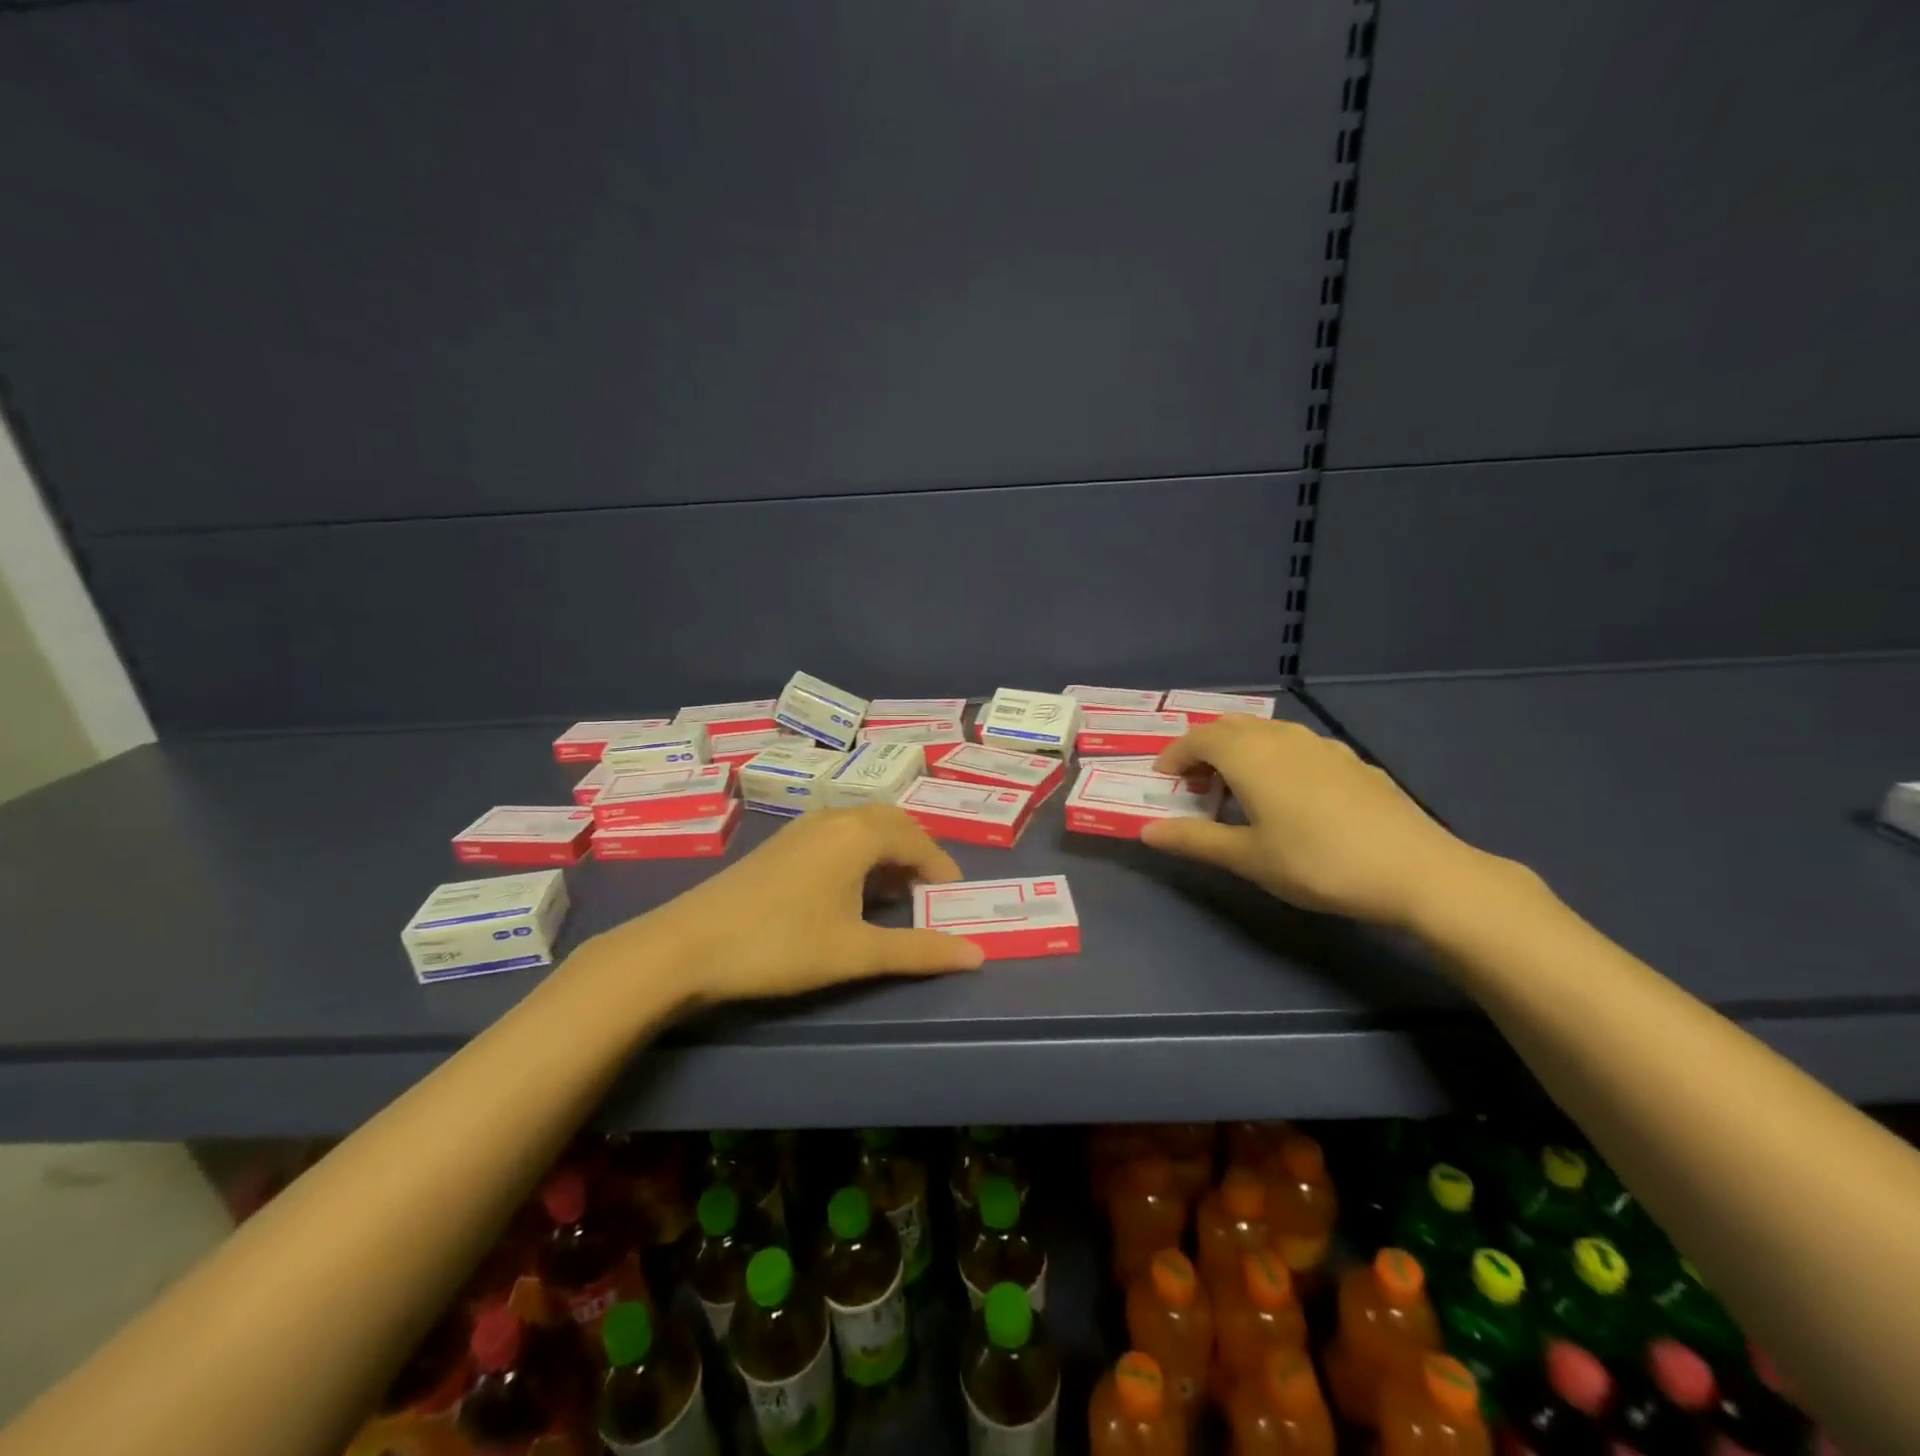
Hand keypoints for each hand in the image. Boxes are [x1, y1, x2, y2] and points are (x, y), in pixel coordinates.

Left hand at [582, 804, 984, 1005]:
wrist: (687, 946)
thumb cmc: (780, 945)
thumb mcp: (856, 952)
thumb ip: (918, 950)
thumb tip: (977, 955)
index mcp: (858, 834)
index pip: (919, 842)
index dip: (943, 869)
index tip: (955, 901)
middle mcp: (834, 818)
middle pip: (892, 822)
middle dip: (918, 852)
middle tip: (930, 891)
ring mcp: (802, 827)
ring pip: (862, 824)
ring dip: (888, 849)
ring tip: (896, 891)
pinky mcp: (781, 843)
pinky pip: (837, 833)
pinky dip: (860, 851)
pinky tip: (850, 887)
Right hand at [1140, 716, 1478, 927]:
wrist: (1415, 870)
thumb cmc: (1317, 863)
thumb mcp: (1248, 858)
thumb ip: (1194, 839)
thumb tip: (1147, 832)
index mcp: (1250, 756)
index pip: (1197, 739)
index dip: (1174, 756)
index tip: (1163, 781)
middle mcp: (1282, 738)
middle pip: (1229, 726)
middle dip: (1203, 748)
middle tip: (1194, 783)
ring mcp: (1321, 745)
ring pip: (1265, 732)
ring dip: (1238, 750)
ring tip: (1235, 788)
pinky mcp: (1350, 760)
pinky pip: (1295, 745)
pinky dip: (1272, 757)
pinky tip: (1287, 794)